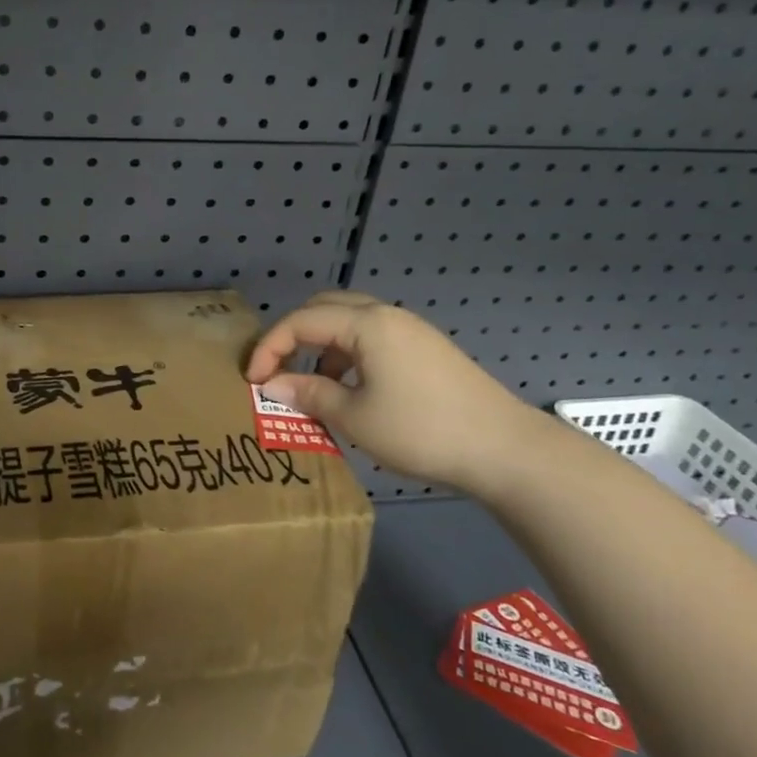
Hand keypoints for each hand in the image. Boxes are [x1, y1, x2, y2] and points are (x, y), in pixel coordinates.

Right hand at [245, 291, 537, 494]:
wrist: (504, 449)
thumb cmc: (420, 429)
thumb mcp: (355, 417)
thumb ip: (310, 394)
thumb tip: (273, 386)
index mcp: (367, 324)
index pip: (301, 321)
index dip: (269, 347)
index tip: (252, 381)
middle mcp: (387, 316)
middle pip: (325, 307)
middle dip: (293, 335)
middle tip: (277, 368)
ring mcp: (411, 331)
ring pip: (350, 322)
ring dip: (322, 345)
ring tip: (312, 384)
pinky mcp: (426, 350)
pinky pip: (372, 338)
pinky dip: (348, 354)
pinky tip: (351, 389)